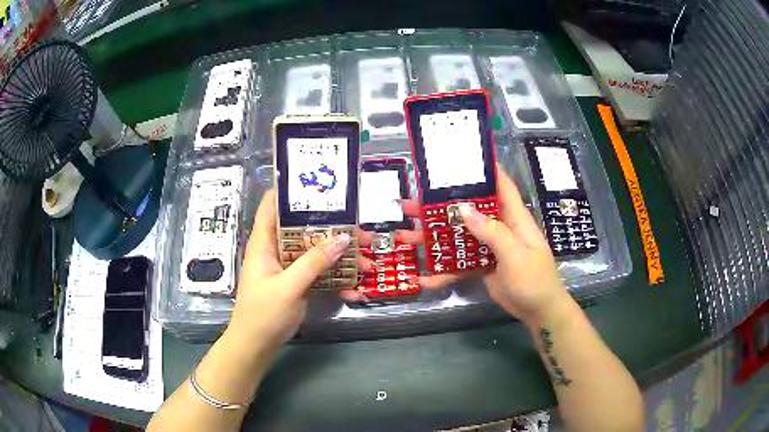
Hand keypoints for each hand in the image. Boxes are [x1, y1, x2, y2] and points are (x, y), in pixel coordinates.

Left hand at [228, 190, 353, 350]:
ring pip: (318, 252)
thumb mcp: (288, 287)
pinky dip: (338, 282)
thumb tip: (342, 237)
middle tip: (363, 235)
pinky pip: (321, 275)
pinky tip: (356, 293)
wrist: (257, 345)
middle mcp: (277, 249)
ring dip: (343, 259)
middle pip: (306, 229)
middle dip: (335, 231)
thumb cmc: (263, 313)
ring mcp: (289, 267)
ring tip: (369, 265)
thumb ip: (313, 262)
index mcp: (265, 242)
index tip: (321, 186)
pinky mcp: (298, 283)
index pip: (273, 205)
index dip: (292, 191)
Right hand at [396, 169, 568, 324]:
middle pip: (468, 211)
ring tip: (405, 236)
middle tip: (410, 203)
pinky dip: (443, 272)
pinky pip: (460, 264)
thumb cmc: (535, 280)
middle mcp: (499, 228)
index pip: (501, 186)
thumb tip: (464, 209)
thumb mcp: (516, 256)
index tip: (460, 159)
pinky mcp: (482, 266)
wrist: (539, 312)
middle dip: (441, 206)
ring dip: (434, 238)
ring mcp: (488, 248)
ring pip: (459, 237)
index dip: (485, 170)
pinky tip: (424, 279)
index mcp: (513, 219)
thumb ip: (493, 233)